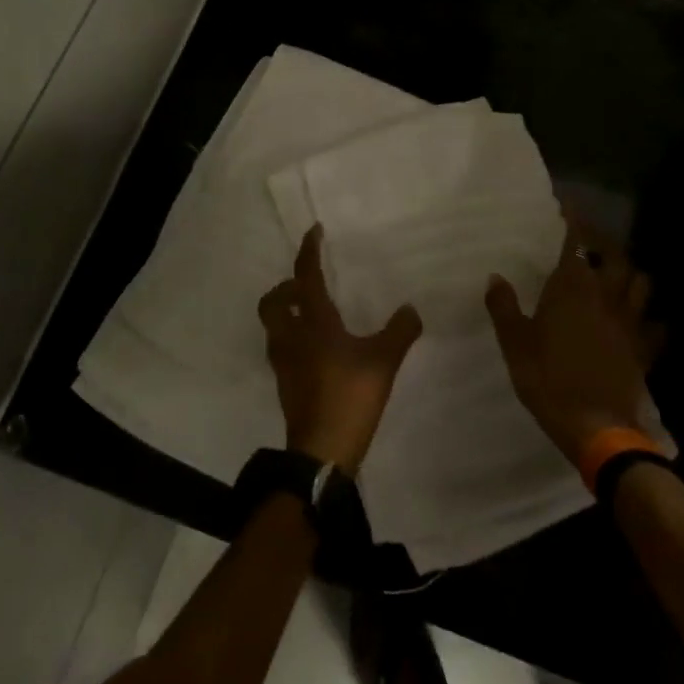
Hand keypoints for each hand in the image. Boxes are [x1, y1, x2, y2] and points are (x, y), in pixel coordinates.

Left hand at [259, 226, 422, 473]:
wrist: (320, 452)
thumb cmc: (349, 397)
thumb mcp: (383, 362)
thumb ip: (399, 332)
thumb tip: (410, 309)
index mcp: (313, 323)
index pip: (305, 277)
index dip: (308, 251)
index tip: (314, 231)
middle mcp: (292, 337)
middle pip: (273, 302)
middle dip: (286, 287)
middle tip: (307, 285)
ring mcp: (284, 362)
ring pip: (275, 326)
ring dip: (287, 312)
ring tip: (312, 314)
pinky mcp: (285, 384)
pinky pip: (282, 347)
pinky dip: (293, 337)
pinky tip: (316, 348)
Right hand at [485, 220, 656, 465]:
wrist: (595, 427)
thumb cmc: (547, 379)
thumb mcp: (514, 343)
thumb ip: (503, 307)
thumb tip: (495, 277)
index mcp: (572, 288)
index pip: (575, 243)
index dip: (573, 221)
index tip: (568, 205)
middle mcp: (605, 296)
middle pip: (616, 257)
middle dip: (605, 244)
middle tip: (591, 241)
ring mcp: (629, 323)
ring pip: (641, 284)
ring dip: (630, 273)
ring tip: (617, 273)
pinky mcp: (643, 350)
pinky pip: (656, 326)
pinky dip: (652, 318)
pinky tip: (644, 320)